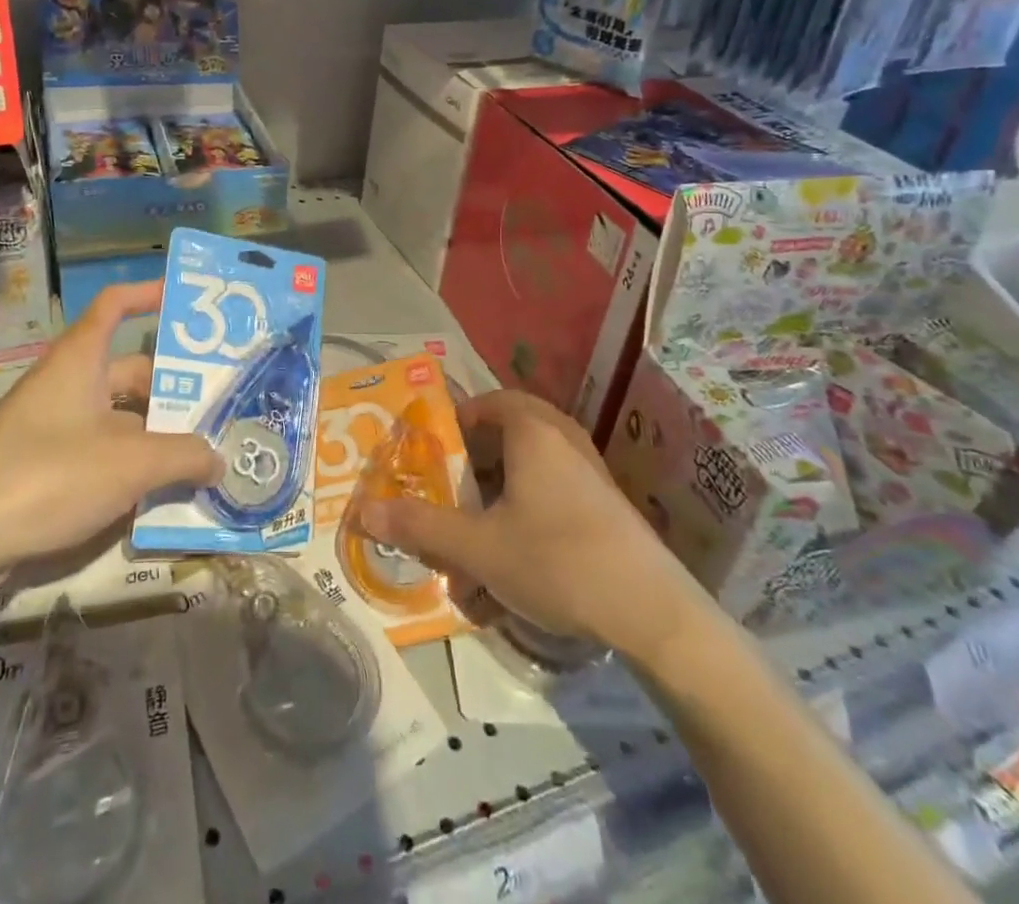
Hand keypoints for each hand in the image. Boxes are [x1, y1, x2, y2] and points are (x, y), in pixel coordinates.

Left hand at [0, 282, 220, 596]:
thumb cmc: (44, 476)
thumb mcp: (128, 464)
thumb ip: (182, 456)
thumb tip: (219, 458)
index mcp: (80, 361)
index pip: (116, 305)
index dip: (149, 294)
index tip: (187, 302)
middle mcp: (68, 386)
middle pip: (130, 373)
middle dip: (174, 389)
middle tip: (223, 407)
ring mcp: (55, 429)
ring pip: (120, 421)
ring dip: (158, 436)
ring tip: (208, 455)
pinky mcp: (45, 470)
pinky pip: (102, 456)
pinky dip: (133, 468)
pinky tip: (165, 494)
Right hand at [359, 389, 711, 664]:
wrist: (654, 614)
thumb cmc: (557, 562)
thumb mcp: (478, 548)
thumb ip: (420, 527)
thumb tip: (363, 512)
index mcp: (532, 431)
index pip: (485, 403)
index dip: (453, 424)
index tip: (430, 455)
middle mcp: (563, 437)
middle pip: (508, 429)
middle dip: (475, 457)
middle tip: (451, 487)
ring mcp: (590, 469)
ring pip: (533, 460)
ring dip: (501, 485)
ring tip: (478, 525)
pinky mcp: (606, 502)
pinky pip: (555, 485)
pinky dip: (528, 504)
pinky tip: (516, 551)